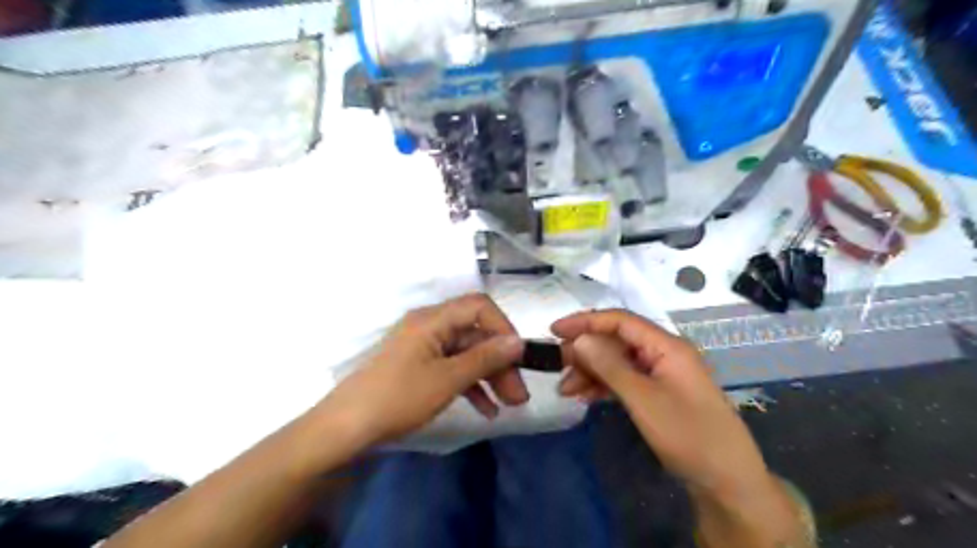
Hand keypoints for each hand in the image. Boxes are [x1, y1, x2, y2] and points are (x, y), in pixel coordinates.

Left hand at [314, 293, 525, 446]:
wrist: (346, 428)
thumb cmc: (398, 397)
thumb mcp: (447, 379)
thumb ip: (485, 358)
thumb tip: (518, 341)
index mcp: (433, 319)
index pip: (479, 307)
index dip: (503, 328)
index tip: (519, 357)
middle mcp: (429, 327)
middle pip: (475, 334)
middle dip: (500, 362)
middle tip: (519, 395)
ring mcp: (423, 348)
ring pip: (466, 354)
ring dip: (489, 376)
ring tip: (509, 405)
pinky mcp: (418, 367)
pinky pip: (451, 368)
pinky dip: (470, 385)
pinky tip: (486, 410)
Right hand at [557, 310, 771, 494]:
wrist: (726, 481)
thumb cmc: (687, 434)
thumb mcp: (643, 399)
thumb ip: (609, 366)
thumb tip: (579, 338)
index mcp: (666, 345)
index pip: (619, 321)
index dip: (585, 321)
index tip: (554, 330)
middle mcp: (662, 353)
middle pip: (616, 340)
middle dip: (585, 350)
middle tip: (556, 364)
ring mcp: (660, 373)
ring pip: (617, 361)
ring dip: (590, 371)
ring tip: (565, 389)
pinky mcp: (657, 392)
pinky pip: (625, 380)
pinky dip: (603, 385)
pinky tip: (583, 396)